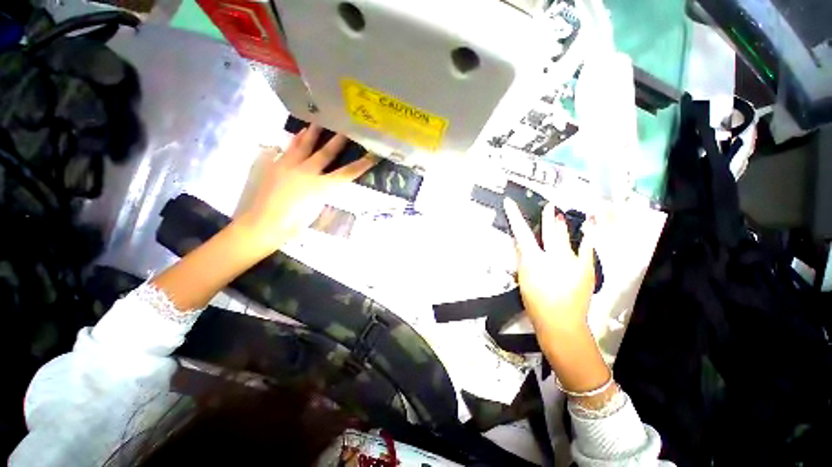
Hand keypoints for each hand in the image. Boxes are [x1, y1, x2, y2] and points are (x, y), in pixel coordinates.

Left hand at [237, 125, 376, 249]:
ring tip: (318, 122)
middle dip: (338, 140)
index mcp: (320, 186)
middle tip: (345, 127)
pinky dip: (293, 141)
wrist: (263, 223)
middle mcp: (306, 171)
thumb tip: (327, 183)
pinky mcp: (274, 165)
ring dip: (313, 133)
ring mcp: (288, 166)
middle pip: (326, 153)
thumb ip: (323, 192)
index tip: (373, 155)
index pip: (347, 173)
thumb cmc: (294, 223)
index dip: (362, 164)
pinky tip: (296, 135)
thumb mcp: (316, 209)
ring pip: (303, 145)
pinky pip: (286, 149)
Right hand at [504, 199, 595, 337]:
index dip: (515, 216)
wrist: (561, 323)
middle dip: (548, 216)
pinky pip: (587, 246)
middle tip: (549, 205)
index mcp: (534, 261)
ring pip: (567, 237)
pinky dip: (587, 235)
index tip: (510, 203)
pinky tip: (590, 225)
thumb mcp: (523, 279)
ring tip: (561, 214)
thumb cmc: (536, 303)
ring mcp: (572, 261)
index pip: (521, 233)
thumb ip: (524, 259)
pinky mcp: (586, 268)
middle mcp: (553, 257)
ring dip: (563, 225)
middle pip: (549, 231)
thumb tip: (524, 245)